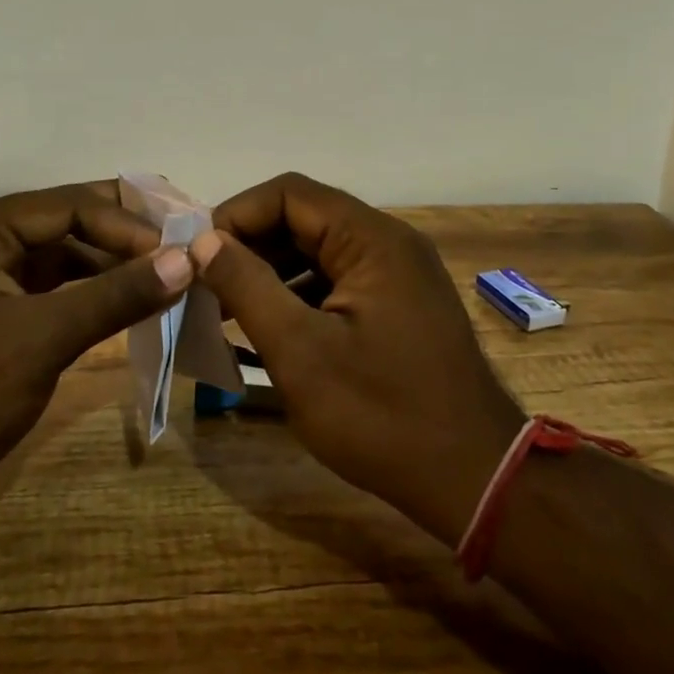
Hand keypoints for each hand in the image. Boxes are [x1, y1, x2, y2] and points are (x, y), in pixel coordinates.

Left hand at [0, 181, 193, 509]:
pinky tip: (126, 313)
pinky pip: (51, 299)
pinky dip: (88, 303)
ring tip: (166, 283)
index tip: (181, 252)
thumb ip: (115, 295)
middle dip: (125, 240)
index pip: (72, 206)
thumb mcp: (39, 339)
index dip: (130, 225)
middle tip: (184, 251)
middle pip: (68, 227)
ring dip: (111, 272)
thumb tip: (187, 259)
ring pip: (62, 265)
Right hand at [192, 172, 523, 544]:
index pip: (289, 193)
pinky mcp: (398, 304)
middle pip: (303, 218)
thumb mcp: (300, 352)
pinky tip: (268, 327)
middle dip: (249, 245)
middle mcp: (388, 242)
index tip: (198, 257)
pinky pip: (336, 280)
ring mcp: (397, 273)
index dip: (236, 215)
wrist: (475, 480)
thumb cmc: (383, 416)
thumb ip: (247, 287)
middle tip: (205, 286)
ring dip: (270, 272)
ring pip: (317, 250)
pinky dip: (298, 295)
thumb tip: (204, 242)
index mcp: (371, 239)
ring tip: (225, 310)